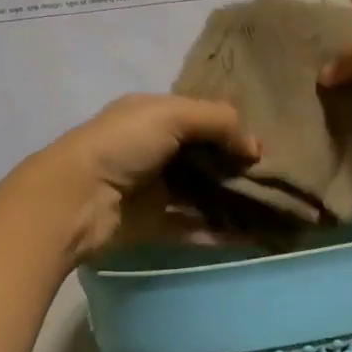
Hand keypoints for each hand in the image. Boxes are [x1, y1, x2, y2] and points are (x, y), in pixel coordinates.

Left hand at [18, 94, 258, 260]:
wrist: (75, 200)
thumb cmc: (121, 146)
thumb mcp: (170, 115)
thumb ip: (217, 121)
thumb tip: (255, 148)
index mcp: (154, 117)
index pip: (202, 119)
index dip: (233, 130)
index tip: (265, 148)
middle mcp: (155, 151)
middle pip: (206, 159)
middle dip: (237, 168)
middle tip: (276, 181)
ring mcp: (155, 190)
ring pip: (202, 194)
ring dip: (232, 201)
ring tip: (271, 210)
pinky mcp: (154, 225)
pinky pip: (193, 228)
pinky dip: (219, 232)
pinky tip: (251, 237)